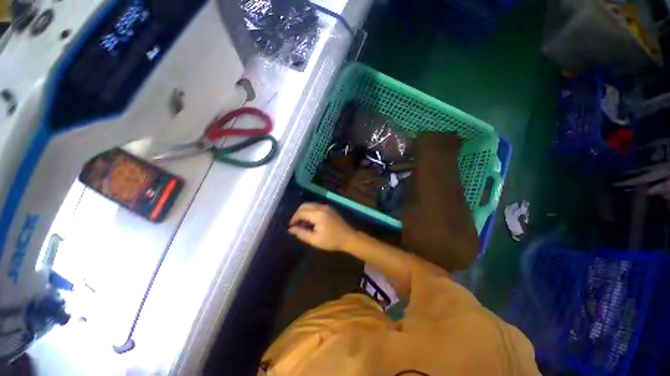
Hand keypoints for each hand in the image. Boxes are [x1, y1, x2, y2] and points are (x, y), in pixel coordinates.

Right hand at [288, 203, 355, 250]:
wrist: (348, 237)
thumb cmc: (331, 241)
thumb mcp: (315, 240)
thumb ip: (301, 234)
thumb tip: (291, 229)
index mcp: (318, 215)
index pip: (301, 212)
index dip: (294, 218)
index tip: (291, 226)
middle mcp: (321, 207)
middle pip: (304, 205)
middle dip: (298, 213)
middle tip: (295, 224)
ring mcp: (326, 206)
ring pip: (310, 204)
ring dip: (304, 211)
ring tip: (302, 223)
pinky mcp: (329, 208)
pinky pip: (316, 206)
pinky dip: (310, 210)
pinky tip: (310, 220)